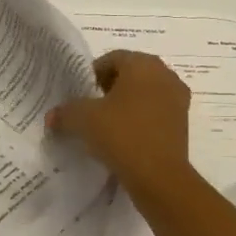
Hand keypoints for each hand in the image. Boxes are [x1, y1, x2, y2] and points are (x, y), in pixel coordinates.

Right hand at [46, 50, 191, 192]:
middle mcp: (165, 75)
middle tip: (91, 107)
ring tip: (107, 124)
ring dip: (126, 104)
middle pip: (131, 74)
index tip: (79, 93)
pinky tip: (124, 138)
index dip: (92, 74)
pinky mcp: (183, 123)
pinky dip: (140, 119)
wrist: (159, 176)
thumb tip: (51, 117)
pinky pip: (155, 113)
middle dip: (109, 88)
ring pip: (144, 94)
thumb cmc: (121, 134)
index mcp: (142, 64)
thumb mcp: (83, 119)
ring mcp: (178, 99)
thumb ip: (65, 112)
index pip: (112, 58)